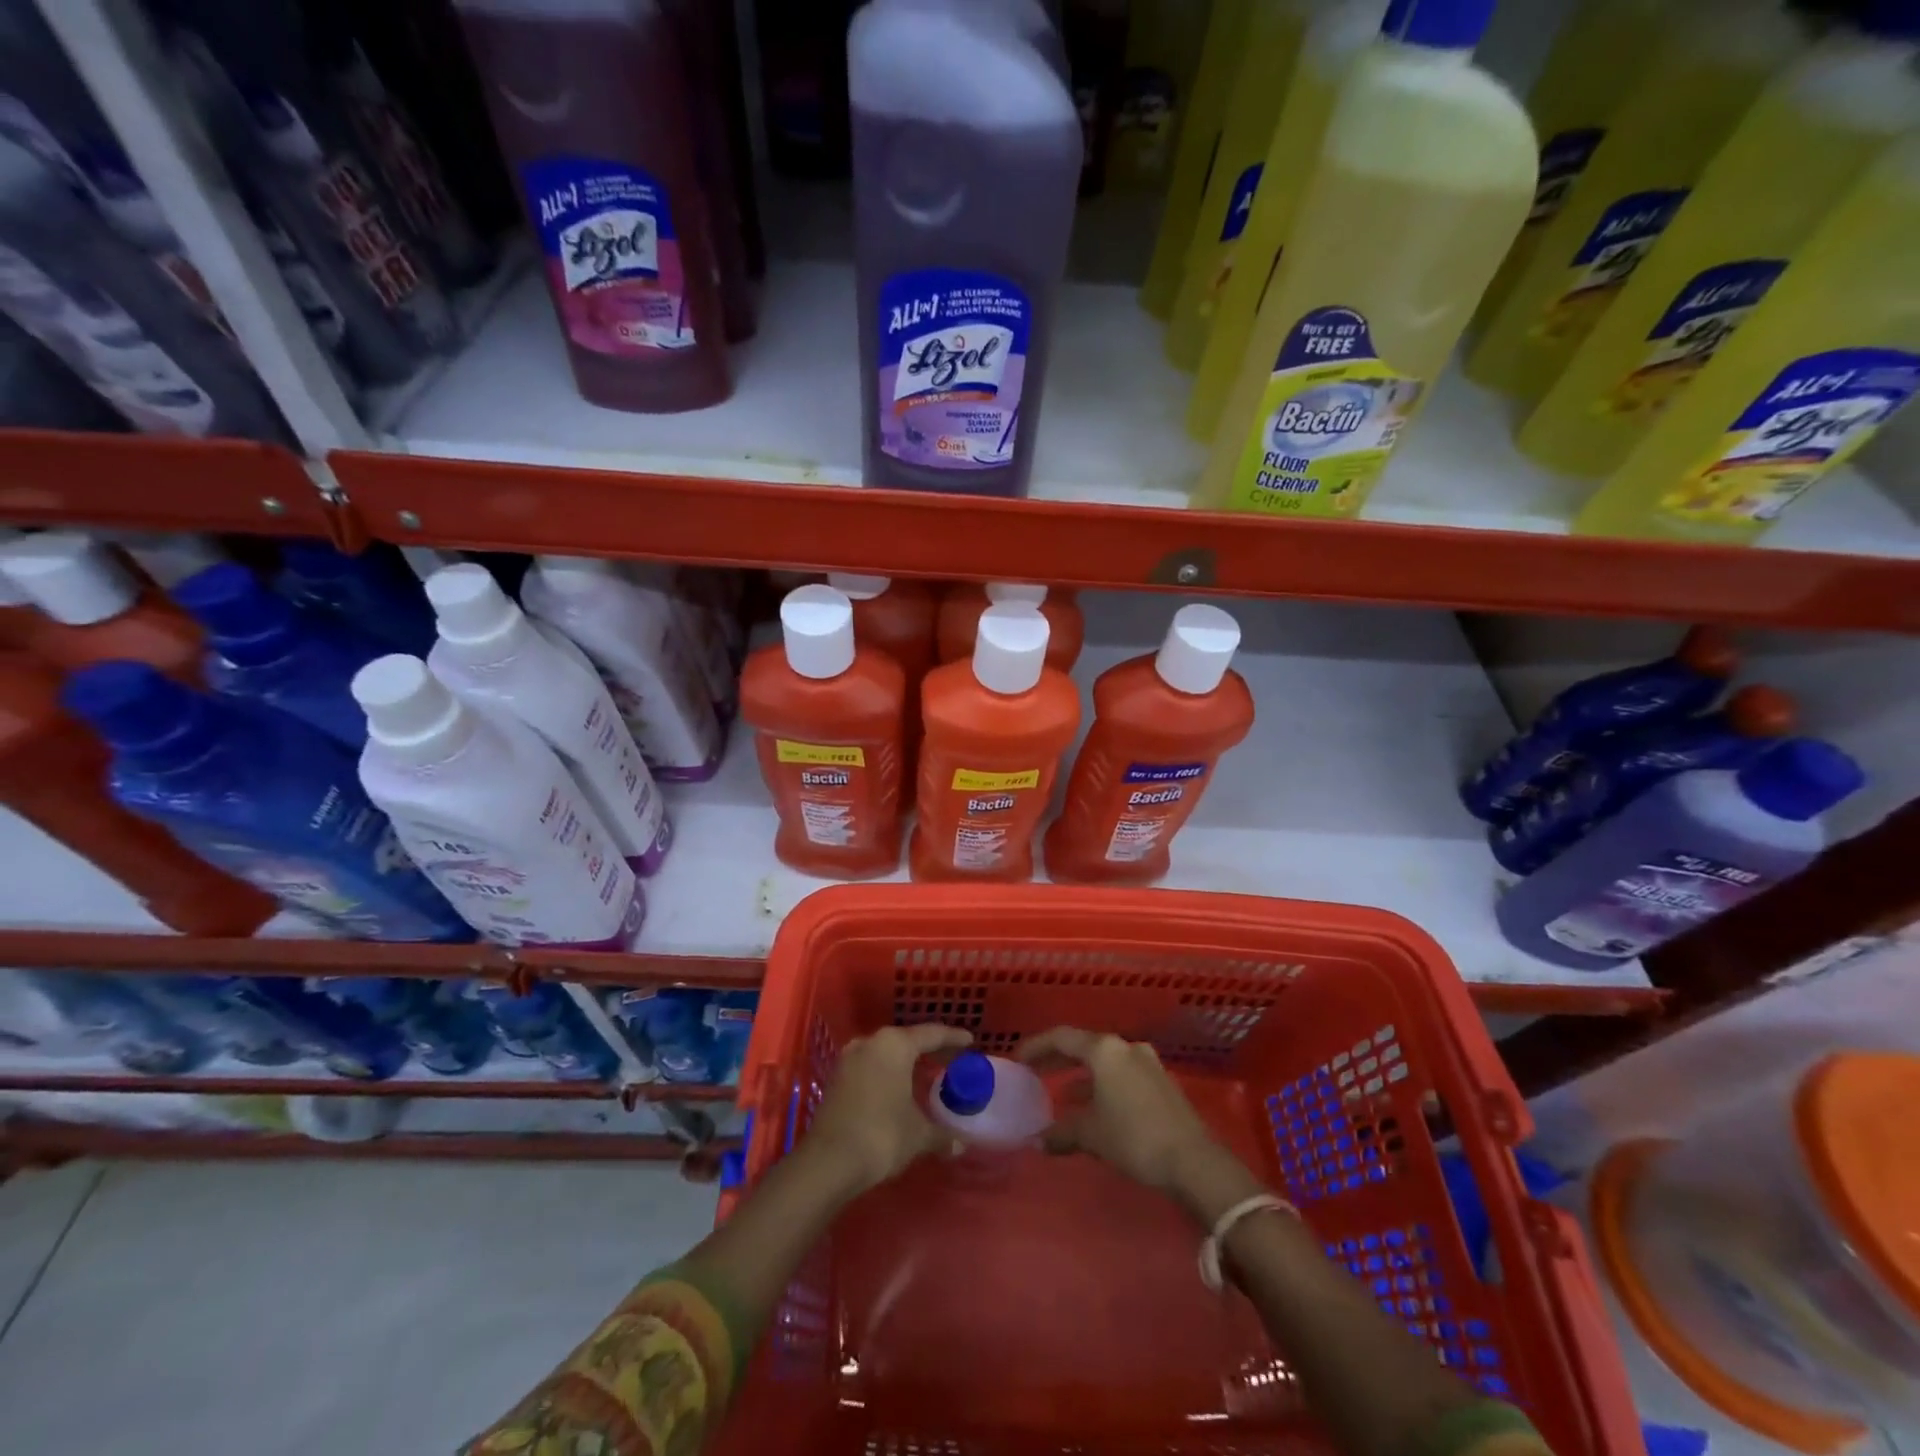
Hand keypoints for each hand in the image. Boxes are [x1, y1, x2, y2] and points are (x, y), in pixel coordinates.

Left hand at [801, 1023, 972, 1194]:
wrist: (828, 1161)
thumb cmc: (881, 1135)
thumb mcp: (918, 1134)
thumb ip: (941, 1134)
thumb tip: (960, 1144)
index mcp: (895, 1044)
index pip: (931, 1034)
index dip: (953, 1038)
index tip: (969, 1040)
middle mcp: (871, 1042)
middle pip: (907, 1040)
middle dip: (929, 1049)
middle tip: (951, 1058)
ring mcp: (850, 1059)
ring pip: (886, 1053)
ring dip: (906, 1062)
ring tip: (926, 1073)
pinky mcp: (837, 1079)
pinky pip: (871, 1067)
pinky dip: (888, 1073)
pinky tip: (898, 1088)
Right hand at [1020, 1027, 1221, 1192]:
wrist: (1194, 1161)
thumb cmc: (1134, 1138)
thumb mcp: (1091, 1135)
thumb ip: (1061, 1132)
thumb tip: (1038, 1141)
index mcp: (1104, 1050)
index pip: (1061, 1037)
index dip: (1036, 1046)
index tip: (1018, 1059)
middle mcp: (1125, 1047)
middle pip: (1083, 1046)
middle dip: (1058, 1059)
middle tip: (1035, 1072)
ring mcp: (1147, 1063)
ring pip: (1104, 1062)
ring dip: (1082, 1076)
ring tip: (1063, 1096)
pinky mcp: (1161, 1082)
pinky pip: (1121, 1075)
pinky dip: (1102, 1085)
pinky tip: (1095, 1108)